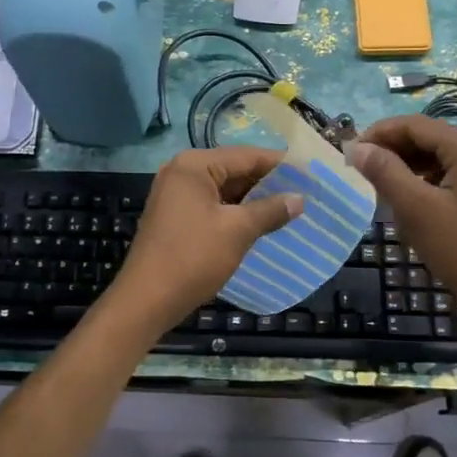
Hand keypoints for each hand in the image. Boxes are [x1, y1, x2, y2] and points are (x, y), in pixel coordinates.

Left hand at [108, 147, 303, 334]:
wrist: (146, 300)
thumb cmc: (193, 257)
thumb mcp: (238, 231)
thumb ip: (270, 210)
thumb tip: (299, 199)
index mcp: (195, 165)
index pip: (246, 156)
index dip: (280, 165)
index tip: (310, 174)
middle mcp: (182, 172)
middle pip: (234, 170)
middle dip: (267, 183)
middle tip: (304, 193)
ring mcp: (175, 195)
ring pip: (224, 190)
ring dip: (253, 200)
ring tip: (289, 209)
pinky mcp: (174, 217)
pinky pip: (212, 205)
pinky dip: (235, 212)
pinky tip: (260, 224)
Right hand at [347, 116, 456, 318]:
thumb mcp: (416, 209)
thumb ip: (385, 172)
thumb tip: (357, 148)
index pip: (413, 124)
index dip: (378, 133)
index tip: (350, 153)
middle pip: (426, 137)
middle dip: (391, 149)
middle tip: (360, 169)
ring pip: (435, 156)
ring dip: (405, 165)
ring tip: (378, 185)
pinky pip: (447, 173)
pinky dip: (423, 179)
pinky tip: (405, 198)